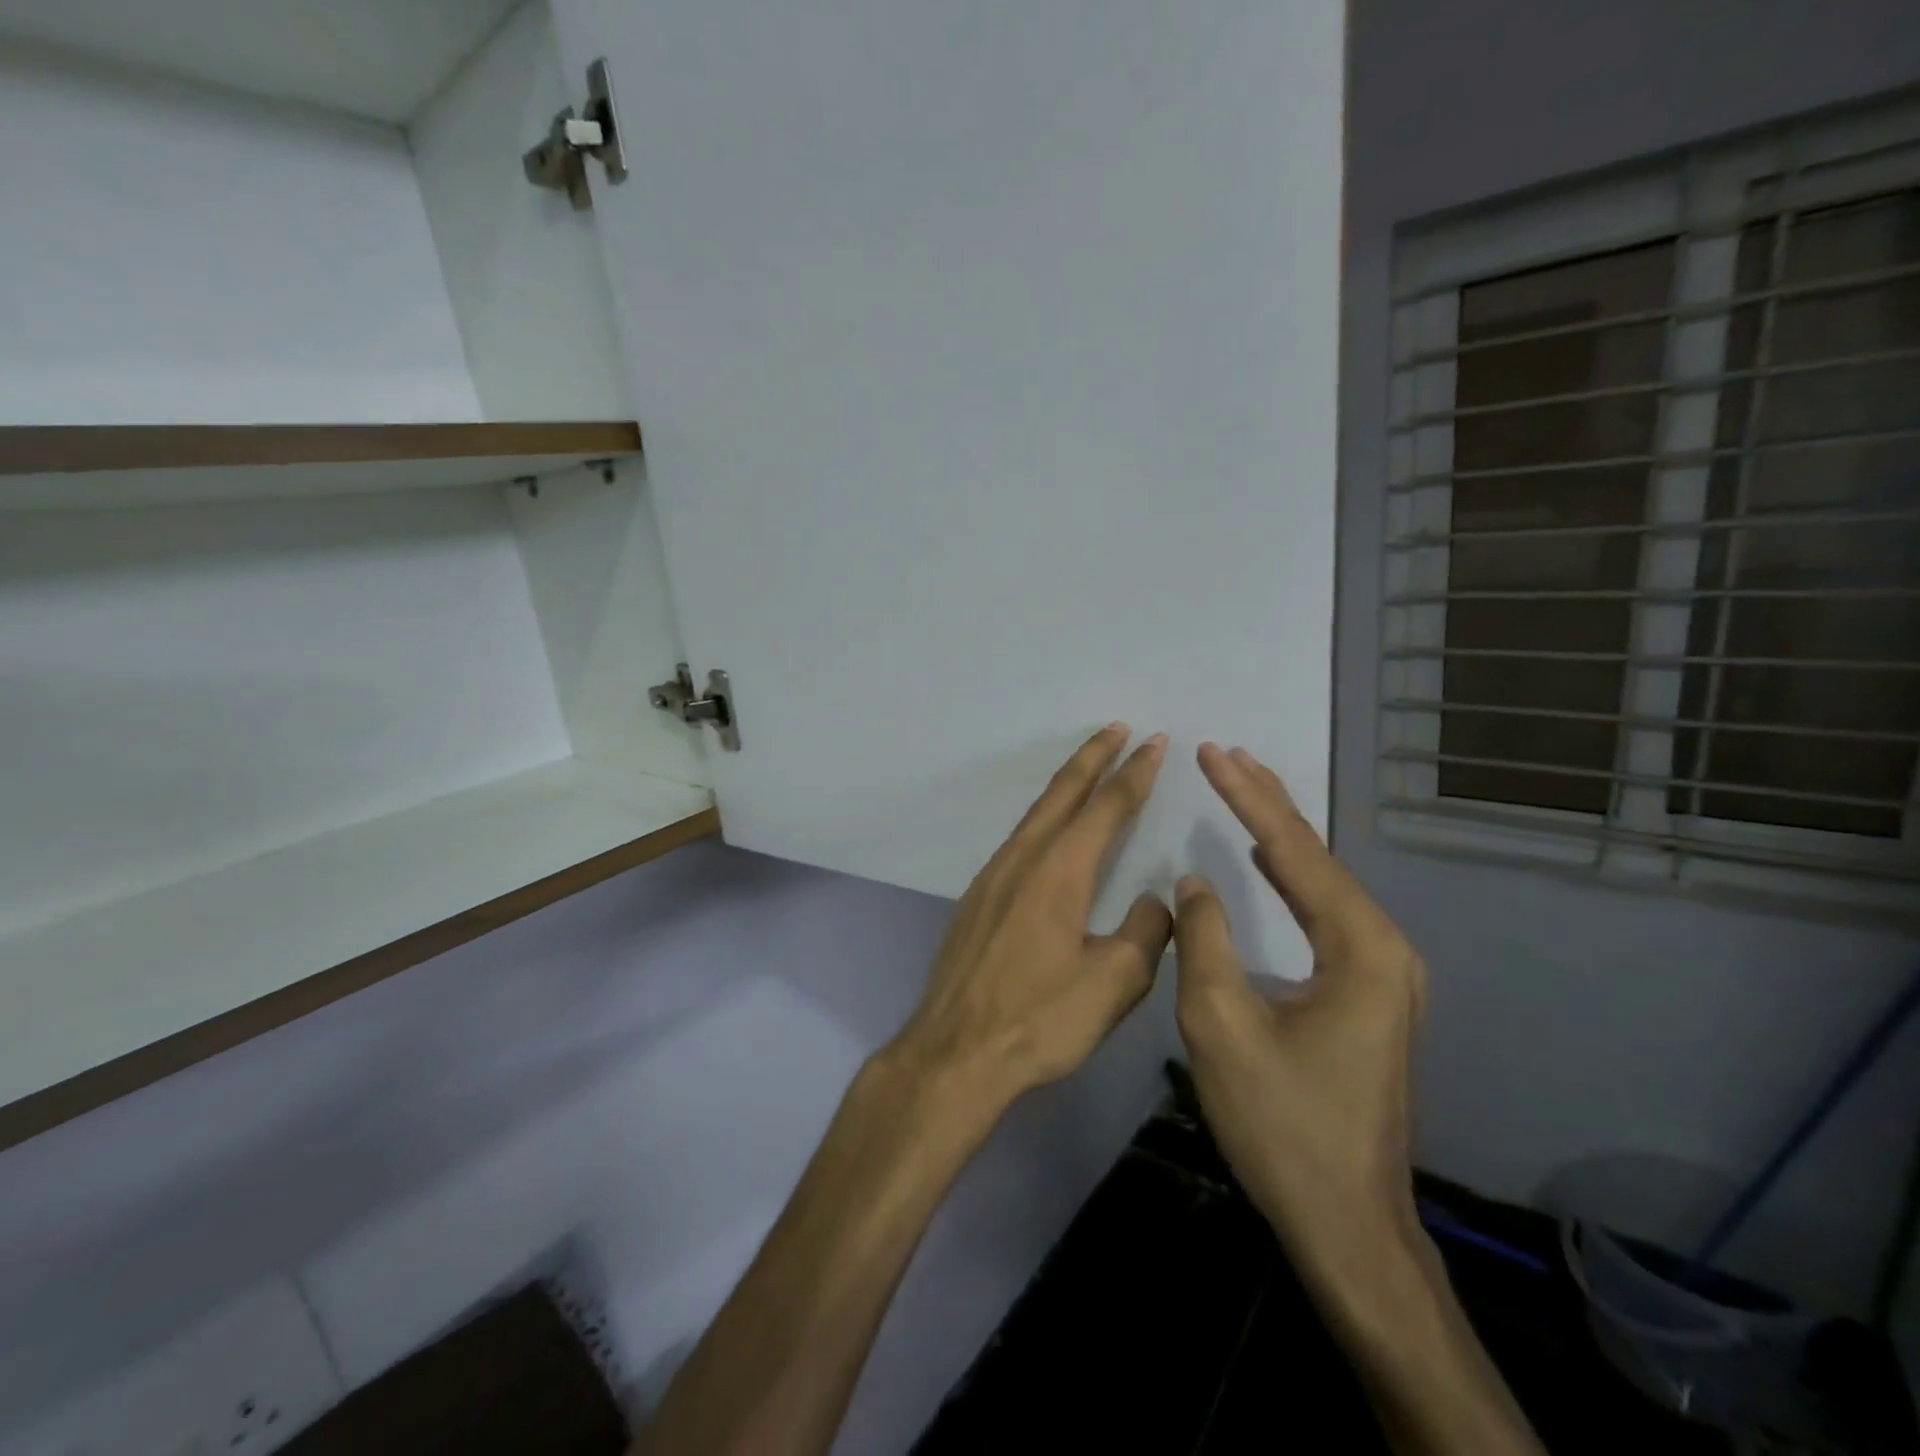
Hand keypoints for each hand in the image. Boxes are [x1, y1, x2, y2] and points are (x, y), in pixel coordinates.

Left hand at [887, 724, 1173, 1106]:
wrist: (955, 1051)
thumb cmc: (1038, 1020)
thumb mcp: (1112, 984)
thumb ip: (1143, 934)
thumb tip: (1153, 901)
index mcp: (1059, 871)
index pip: (1106, 807)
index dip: (1134, 774)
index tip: (1155, 743)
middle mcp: (1023, 859)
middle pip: (1063, 793)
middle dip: (1094, 757)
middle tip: (1120, 729)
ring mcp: (993, 875)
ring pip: (1036, 814)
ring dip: (1066, 785)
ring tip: (1090, 768)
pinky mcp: (978, 896)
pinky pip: (1019, 838)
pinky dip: (1045, 817)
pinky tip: (1051, 831)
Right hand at [1172, 743, 1427, 1283]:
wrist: (1347, 1224)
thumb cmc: (1281, 1125)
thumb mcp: (1221, 1027)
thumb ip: (1204, 940)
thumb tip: (1195, 882)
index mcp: (1360, 949)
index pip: (1295, 853)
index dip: (1249, 799)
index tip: (1213, 752)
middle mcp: (1385, 950)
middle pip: (1318, 858)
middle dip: (1268, 803)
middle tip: (1227, 755)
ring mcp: (1383, 974)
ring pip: (1323, 884)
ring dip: (1279, 835)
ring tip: (1244, 789)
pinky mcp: (1369, 995)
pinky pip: (1325, 915)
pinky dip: (1291, 876)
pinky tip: (1271, 861)